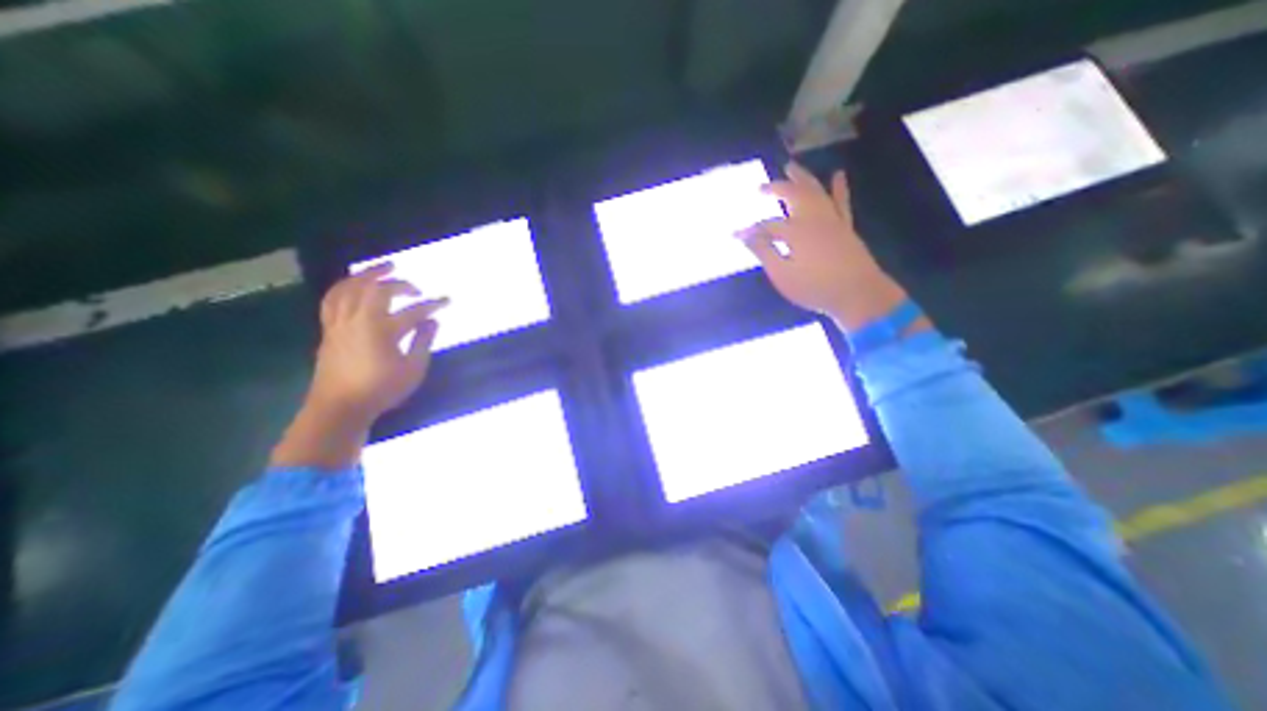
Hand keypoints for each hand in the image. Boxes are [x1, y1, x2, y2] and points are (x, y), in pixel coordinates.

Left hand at [307, 264, 444, 425]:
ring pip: (349, 288)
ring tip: (383, 268)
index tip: (447, 301)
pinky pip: (332, 299)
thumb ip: (423, 341)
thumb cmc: (381, 390)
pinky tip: (353, 285)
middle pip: (376, 289)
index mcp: (382, 330)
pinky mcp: (329, 330)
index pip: (413, 311)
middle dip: (399, 283)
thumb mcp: (413, 369)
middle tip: (415, 286)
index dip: (433, 304)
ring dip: (367, 274)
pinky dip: (344, 286)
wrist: (339, 407)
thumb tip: (432, 321)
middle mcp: (358, 320)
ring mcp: (340, 323)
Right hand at [739, 162, 903, 329]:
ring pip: (815, 191)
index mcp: (795, 231)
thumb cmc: (815, 288)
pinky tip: (838, 175)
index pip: (766, 226)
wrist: (858, 294)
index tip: (734, 235)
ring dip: (802, 178)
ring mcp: (831, 220)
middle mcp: (813, 218)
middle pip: (792, 195)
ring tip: (791, 167)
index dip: (749, 230)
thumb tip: (745, 236)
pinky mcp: (845, 227)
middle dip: (775, 189)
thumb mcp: (782, 275)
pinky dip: (839, 188)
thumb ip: (764, 253)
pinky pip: (841, 202)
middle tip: (762, 187)